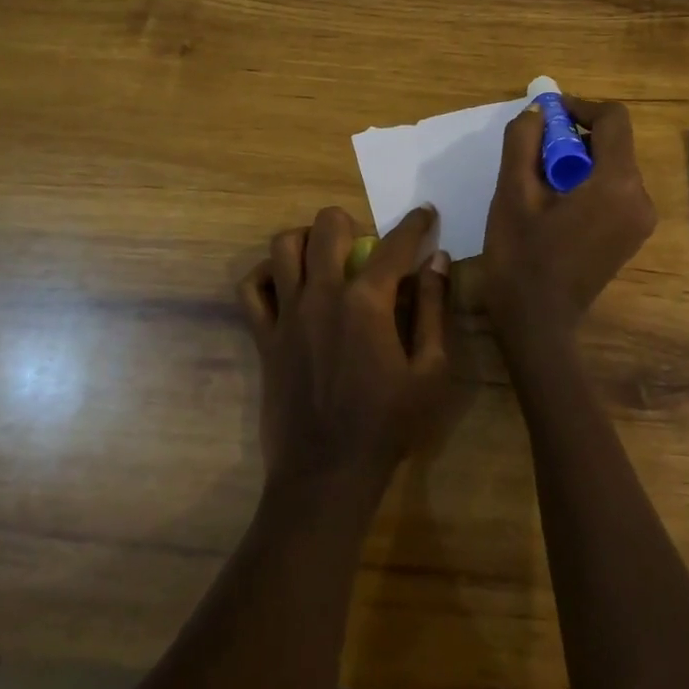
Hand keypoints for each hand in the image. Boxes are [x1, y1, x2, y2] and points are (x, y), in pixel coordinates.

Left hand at [238, 205, 452, 500]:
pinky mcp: (264, 337)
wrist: (327, 474)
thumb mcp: (431, 372)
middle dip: (351, 222)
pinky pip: (250, 289)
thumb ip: (434, 310)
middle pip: (328, 227)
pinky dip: (266, 275)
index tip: (425, 214)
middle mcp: (322, 295)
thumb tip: (438, 261)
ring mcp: (287, 315)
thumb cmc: (388, 426)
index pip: (395, 245)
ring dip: (306, 239)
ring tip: (324, 257)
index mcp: (367, 302)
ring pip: (283, 246)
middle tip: (365, 245)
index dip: (415, 224)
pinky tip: (287, 285)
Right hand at [483, 96, 657, 348]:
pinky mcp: (630, 236)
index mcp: (617, 184)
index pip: (613, 119)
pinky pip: (613, 190)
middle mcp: (640, 198)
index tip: (544, 117)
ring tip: (537, 179)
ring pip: (612, 166)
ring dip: (577, 160)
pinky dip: (586, 183)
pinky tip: (554, 203)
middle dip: (573, 137)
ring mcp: (639, 220)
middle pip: (613, 143)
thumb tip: (537, 113)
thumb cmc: (521, 258)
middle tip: (532, 152)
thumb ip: (523, 142)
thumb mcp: (511, 193)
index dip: (579, 107)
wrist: (537, 324)